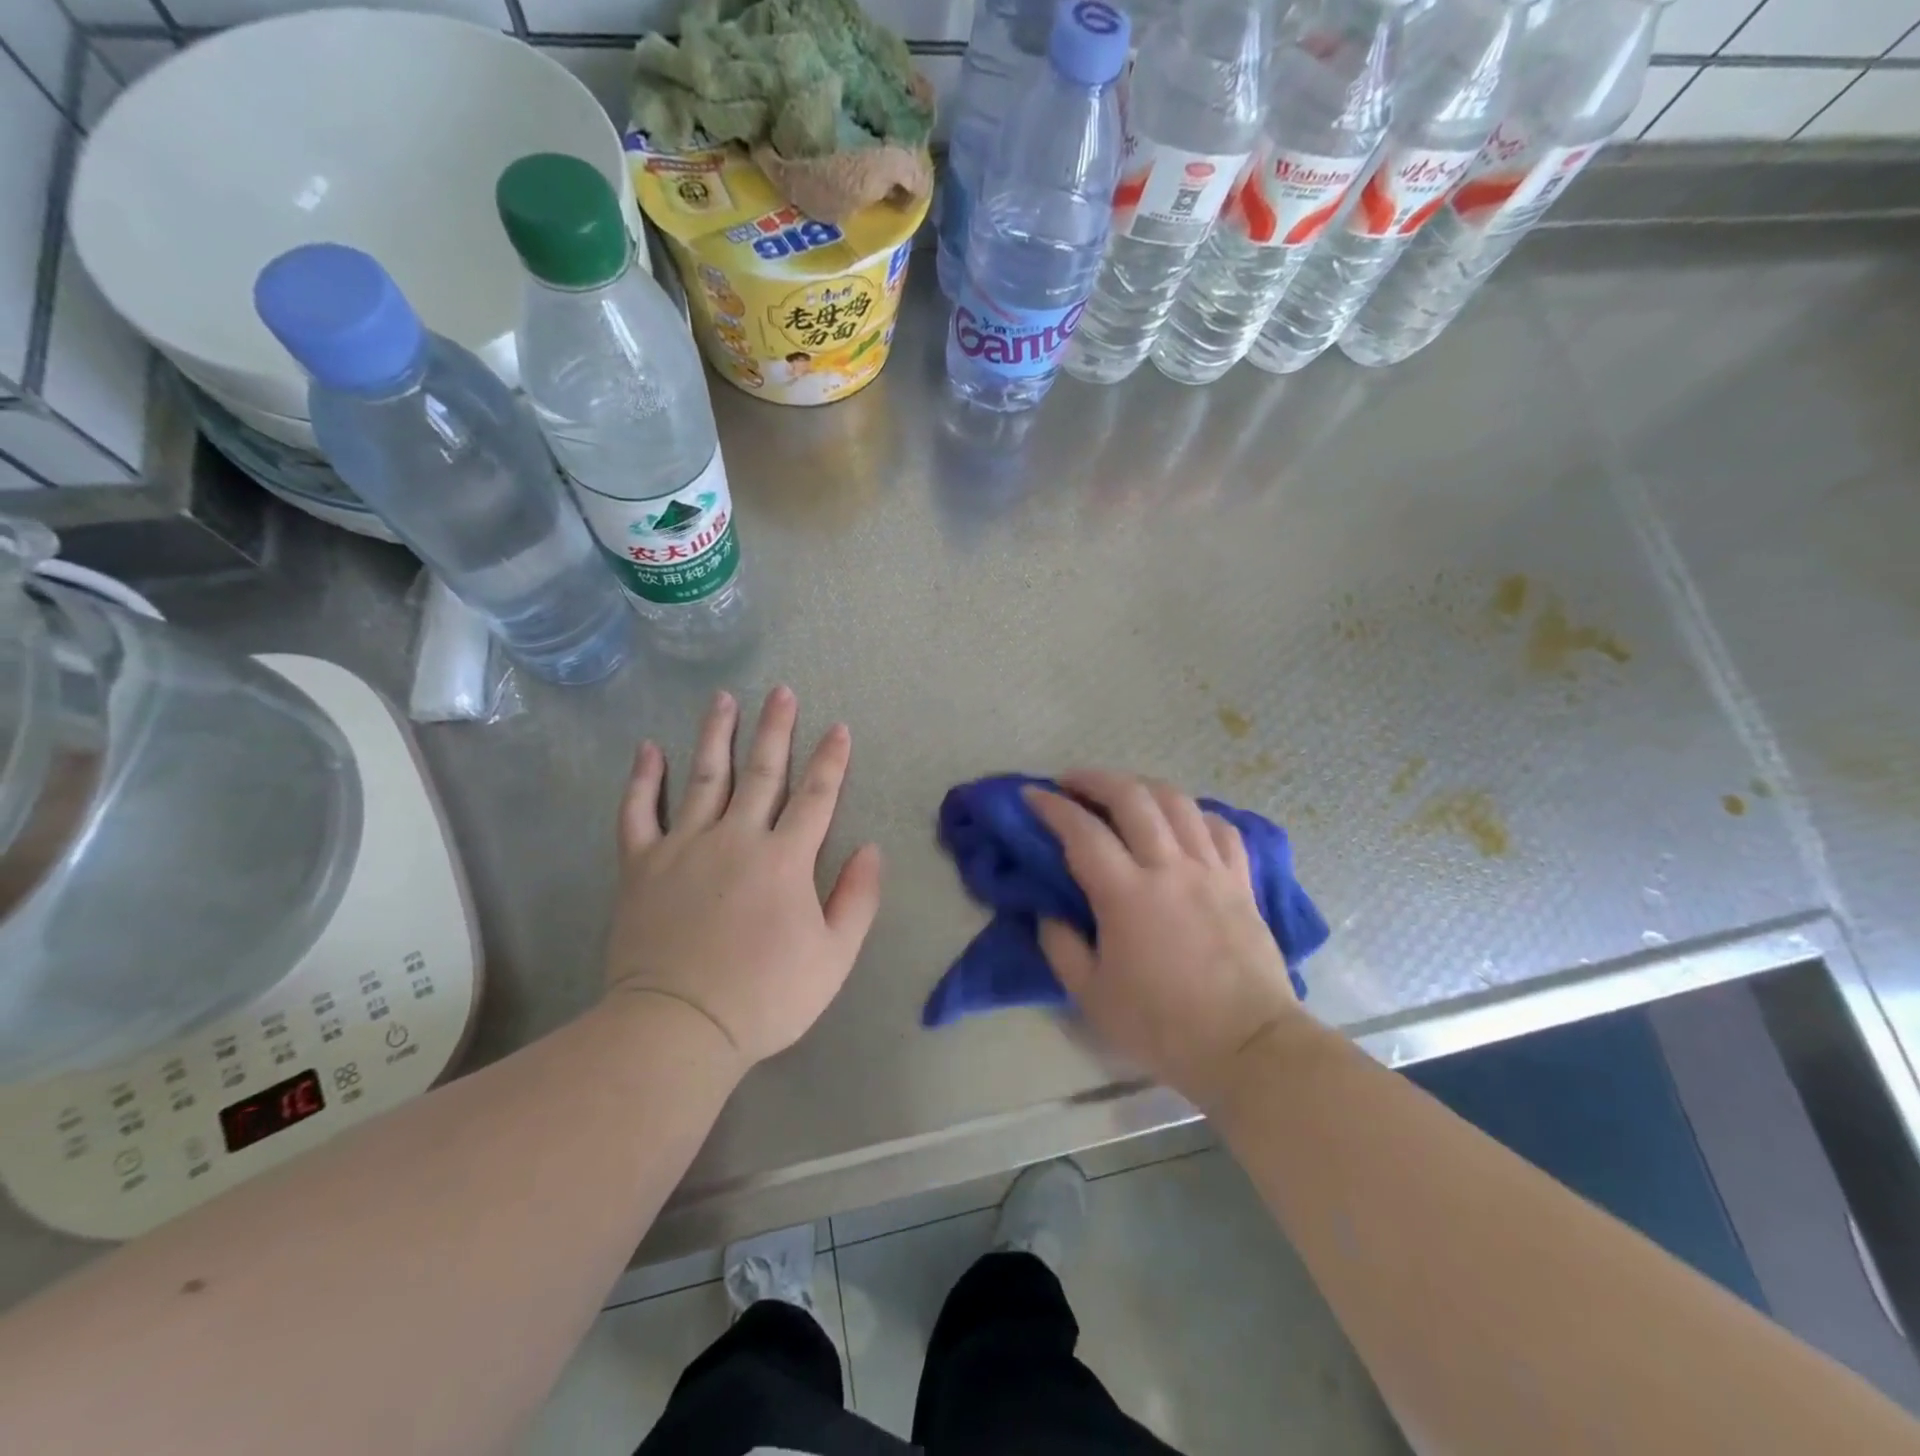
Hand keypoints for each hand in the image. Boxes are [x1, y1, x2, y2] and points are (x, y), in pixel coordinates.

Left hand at [604, 686, 882, 1068]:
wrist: (679, 1027)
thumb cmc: (766, 996)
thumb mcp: (834, 957)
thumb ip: (857, 898)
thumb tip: (871, 848)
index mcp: (785, 859)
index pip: (816, 796)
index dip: (831, 761)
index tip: (839, 728)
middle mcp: (737, 838)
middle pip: (762, 772)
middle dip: (776, 729)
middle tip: (781, 692)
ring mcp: (684, 846)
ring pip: (704, 777)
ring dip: (716, 735)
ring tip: (723, 699)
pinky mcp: (642, 865)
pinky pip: (638, 812)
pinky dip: (643, 779)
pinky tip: (648, 749)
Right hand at [1028, 771, 1302, 1111]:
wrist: (1247, 1047)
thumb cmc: (1163, 1026)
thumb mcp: (1092, 997)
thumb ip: (1061, 947)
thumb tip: (1049, 911)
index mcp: (1126, 894)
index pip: (1081, 831)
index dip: (1051, 807)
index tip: (1030, 795)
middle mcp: (1169, 867)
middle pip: (1132, 797)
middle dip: (1095, 779)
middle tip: (1071, 781)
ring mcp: (1211, 869)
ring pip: (1177, 802)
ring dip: (1142, 786)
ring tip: (1122, 792)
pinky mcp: (1241, 881)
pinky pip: (1220, 827)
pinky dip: (1194, 813)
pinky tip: (1181, 820)